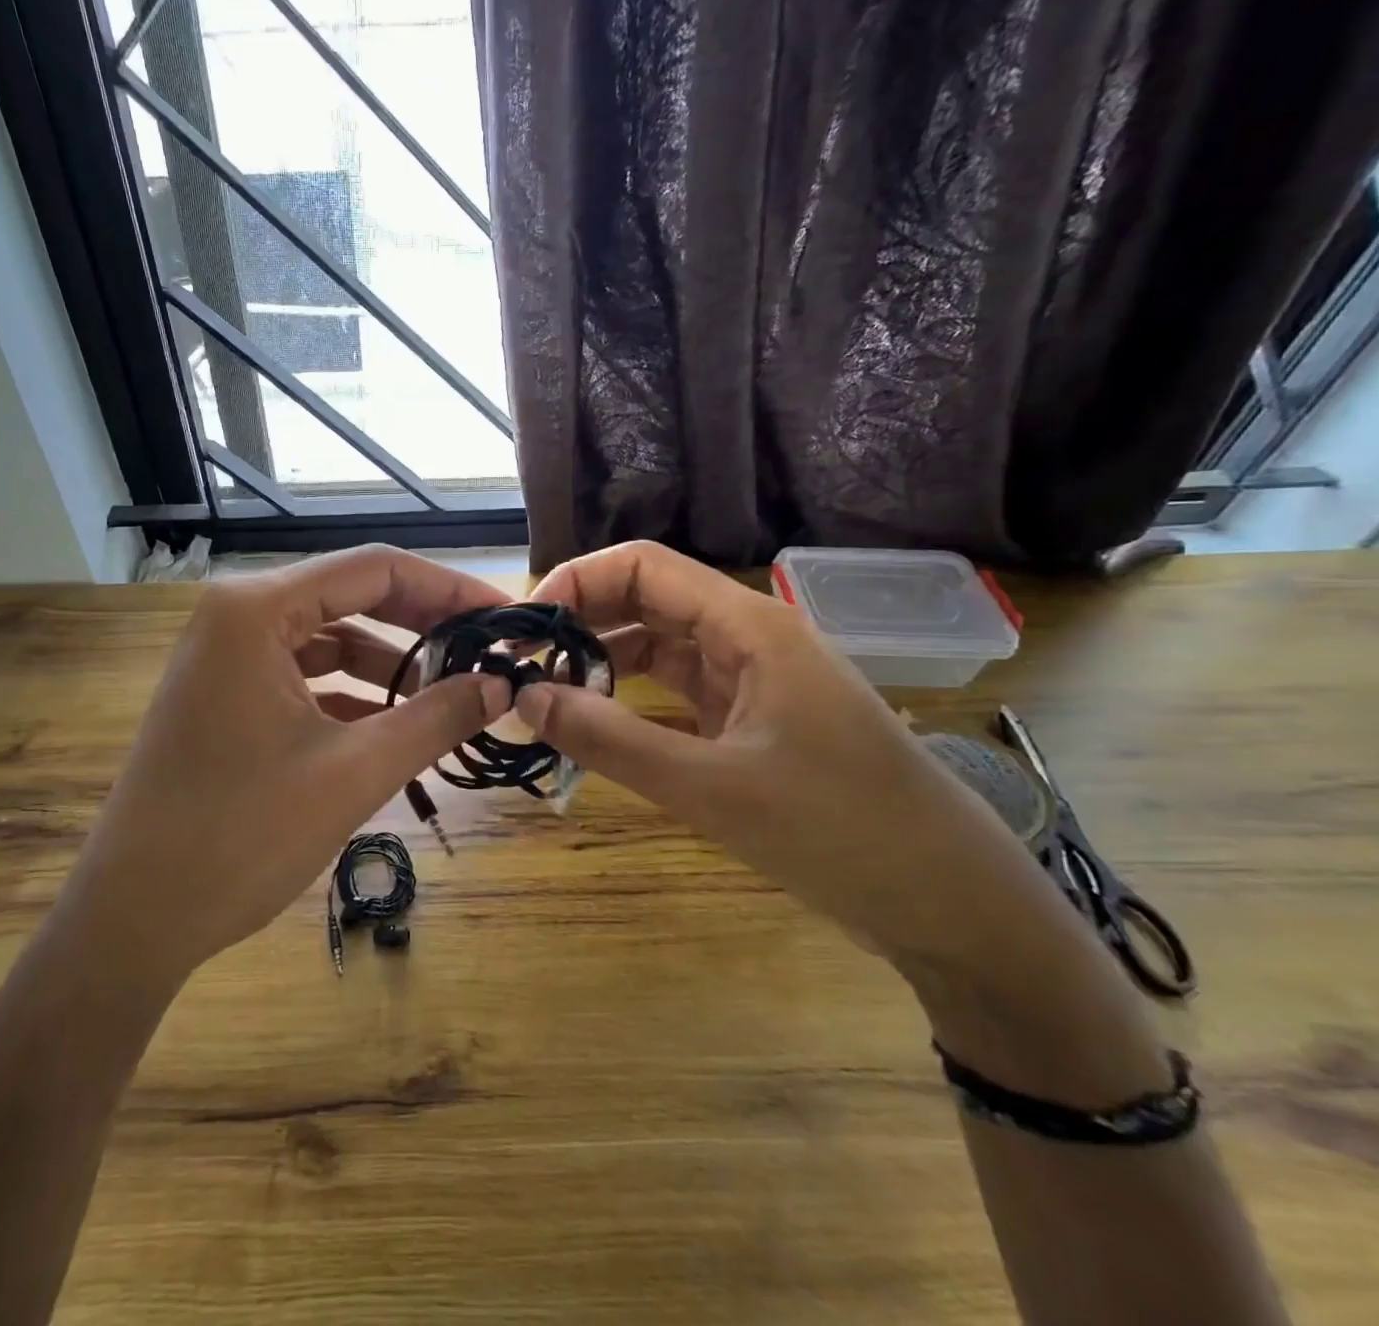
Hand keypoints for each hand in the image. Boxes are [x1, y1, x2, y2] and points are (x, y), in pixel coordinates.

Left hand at [72, 546, 511, 983]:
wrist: (132, 920)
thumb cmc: (240, 836)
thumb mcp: (355, 772)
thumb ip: (437, 718)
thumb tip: (501, 685)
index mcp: (257, 609)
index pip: (374, 570)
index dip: (448, 588)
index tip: (503, 618)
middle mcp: (237, 616)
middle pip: (352, 598)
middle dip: (424, 626)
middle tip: (488, 653)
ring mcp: (225, 657)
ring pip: (330, 640)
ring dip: (391, 666)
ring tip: (452, 694)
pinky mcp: (225, 697)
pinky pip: (305, 677)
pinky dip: (353, 695)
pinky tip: (398, 725)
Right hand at [515, 541, 1071, 974]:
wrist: (950, 905)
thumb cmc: (840, 831)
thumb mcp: (712, 788)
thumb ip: (610, 740)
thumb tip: (523, 698)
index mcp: (749, 625)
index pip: (642, 565)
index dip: (576, 582)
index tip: (525, 630)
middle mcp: (748, 638)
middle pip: (645, 600)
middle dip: (580, 623)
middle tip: (521, 666)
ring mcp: (752, 681)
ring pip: (658, 648)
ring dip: (601, 664)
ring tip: (545, 696)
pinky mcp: (752, 722)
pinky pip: (675, 694)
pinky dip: (630, 702)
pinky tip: (594, 725)